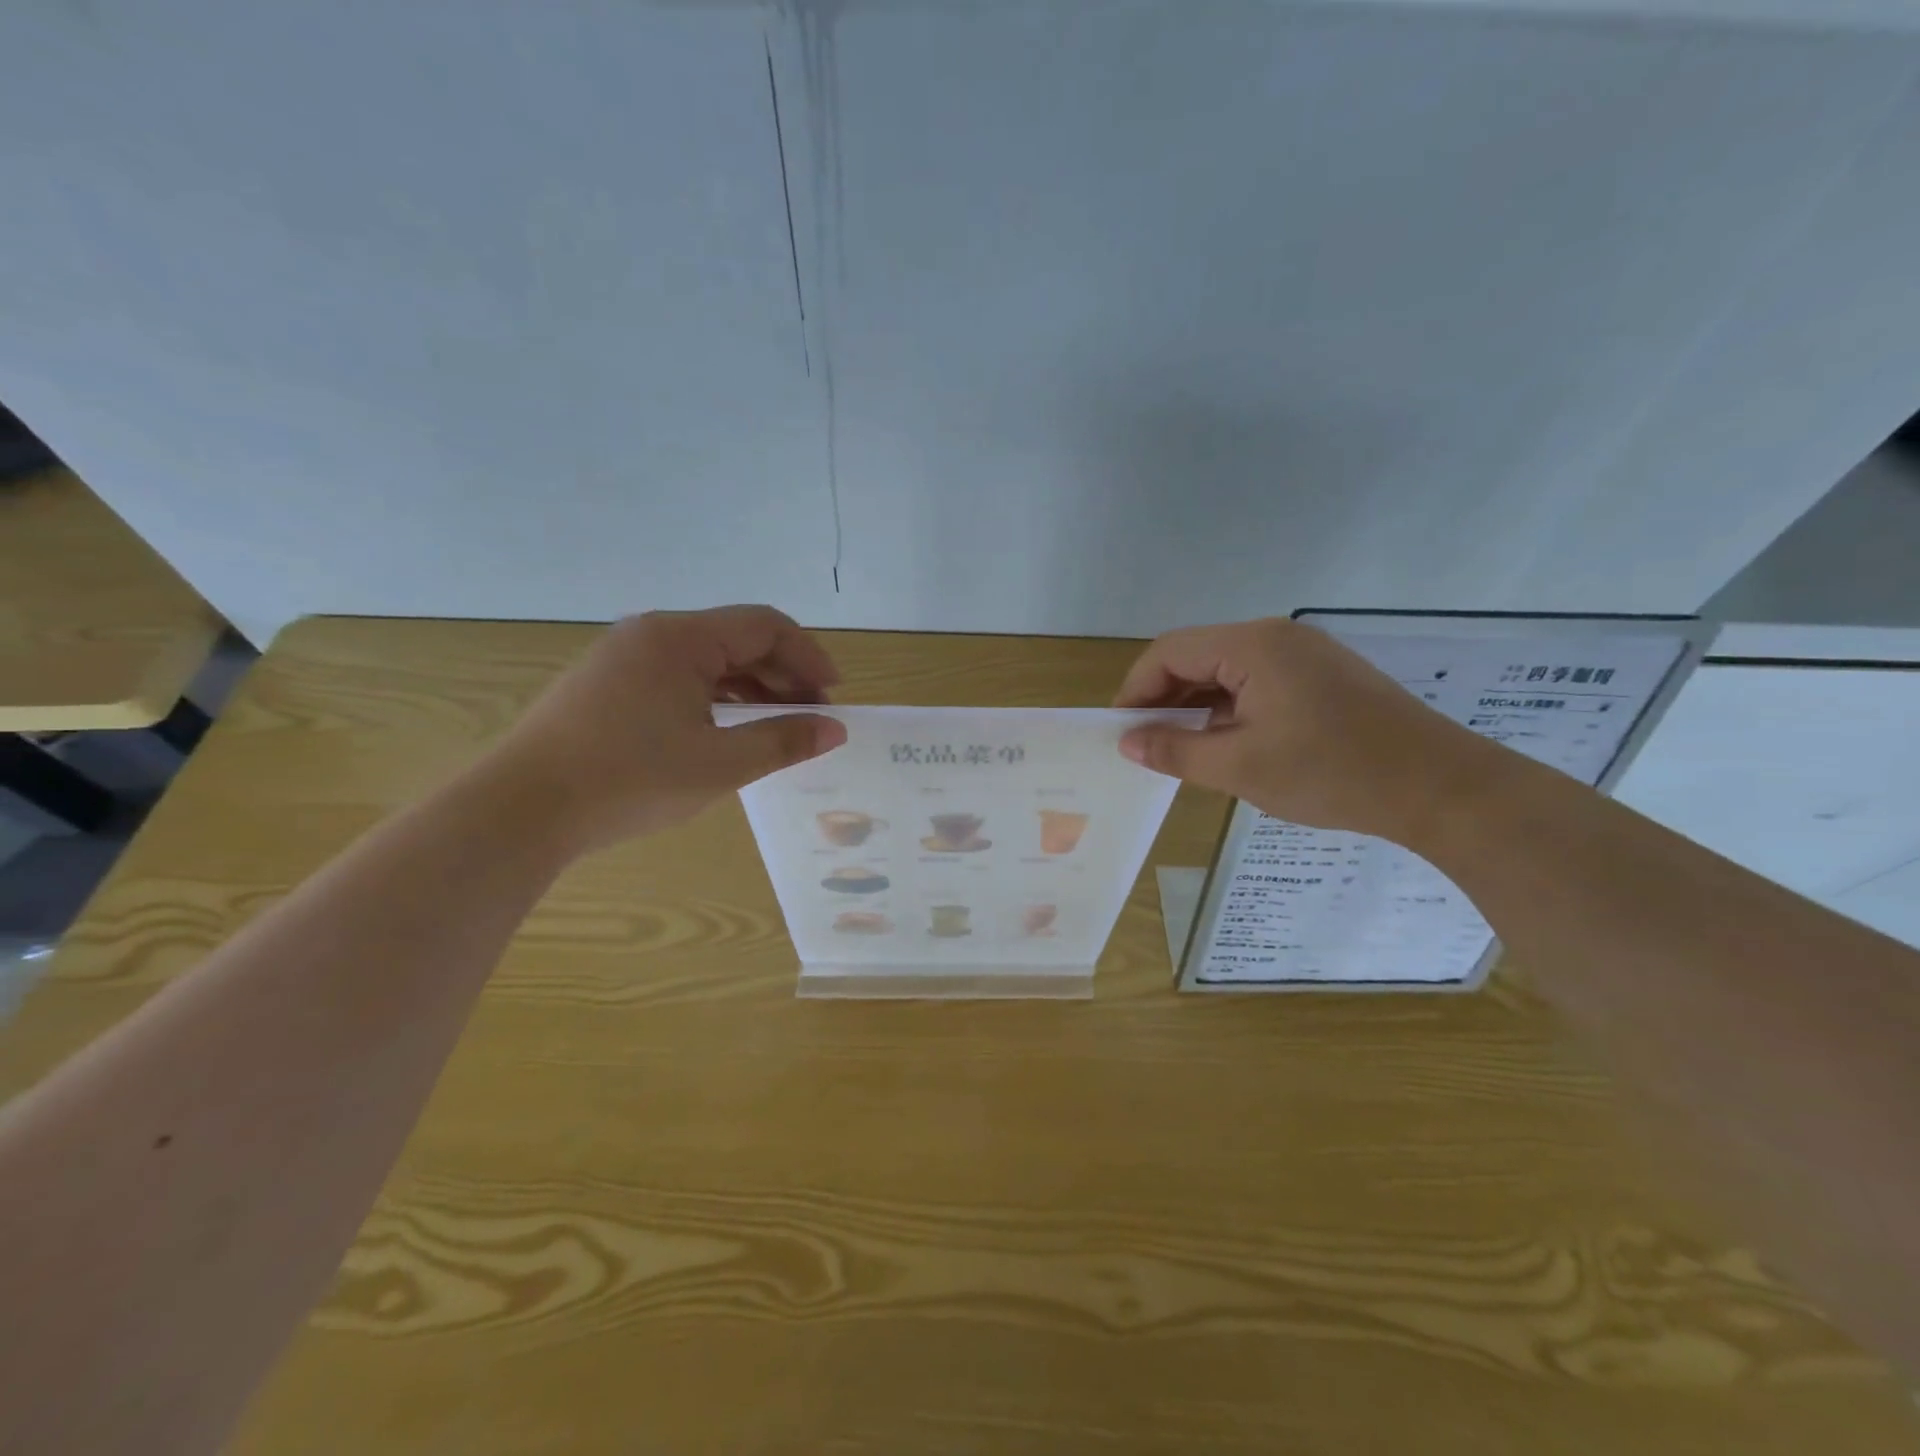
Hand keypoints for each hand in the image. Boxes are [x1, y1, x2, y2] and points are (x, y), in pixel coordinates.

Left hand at [481, 605, 846, 853]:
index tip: (834, 695)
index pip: (765, 626)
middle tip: (812, 717)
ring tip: (778, 726)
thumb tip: (834, 729)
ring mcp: (624, 657)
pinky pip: (678, 676)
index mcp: (681, 638)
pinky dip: (715, 696)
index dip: (809, 655)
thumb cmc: (630, 780)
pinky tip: (728, 729)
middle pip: (738, 639)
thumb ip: (783, 741)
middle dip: (783, 674)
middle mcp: (652, 634)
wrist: (521, 810)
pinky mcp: (607, 683)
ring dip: (751, 687)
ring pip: (708, 659)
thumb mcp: (720, 764)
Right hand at [1114, 618, 1498, 842]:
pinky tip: (1224, 743)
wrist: (1440, 788)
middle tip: (1145, 745)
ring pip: (1226, 671)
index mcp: (1252, 646)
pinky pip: (1256, 682)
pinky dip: (1229, 709)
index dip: (1136, 690)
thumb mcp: (1240, 767)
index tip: (1121, 733)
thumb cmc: (1331, 773)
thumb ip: (1175, 751)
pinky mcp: (1323, 677)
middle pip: (1196, 657)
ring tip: (1179, 749)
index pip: (1169, 653)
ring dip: (1195, 706)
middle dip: (1163, 698)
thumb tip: (1129, 742)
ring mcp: (1304, 655)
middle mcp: (1275, 637)